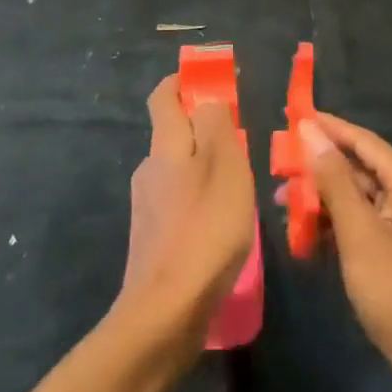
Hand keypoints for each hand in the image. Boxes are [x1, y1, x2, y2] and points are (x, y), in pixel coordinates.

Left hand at [116, 75, 255, 348]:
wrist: (166, 312)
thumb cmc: (205, 229)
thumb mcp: (224, 166)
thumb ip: (216, 125)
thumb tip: (207, 98)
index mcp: (164, 146)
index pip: (163, 96)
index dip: (184, 81)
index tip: (212, 79)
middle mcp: (149, 170)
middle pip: (173, 134)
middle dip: (203, 127)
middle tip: (243, 137)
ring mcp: (148, 207)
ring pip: (179, 171)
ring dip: (205, 167)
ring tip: (242, 184)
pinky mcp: (155, 239)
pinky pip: (181, 203)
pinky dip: (201, 199)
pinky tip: (225, 223)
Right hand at [305, 113, 391, 391]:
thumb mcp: (361, 234)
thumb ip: (334, 180)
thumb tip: (310, 131)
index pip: (360, 140)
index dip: (325, 127)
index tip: (289, 115)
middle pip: (357, 167)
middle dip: (317, 168)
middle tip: (275, 168)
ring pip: (356, 198)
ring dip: (322, 200)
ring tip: (281, 204)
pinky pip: (361, 224)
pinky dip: (335, 226)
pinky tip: (306, 237)